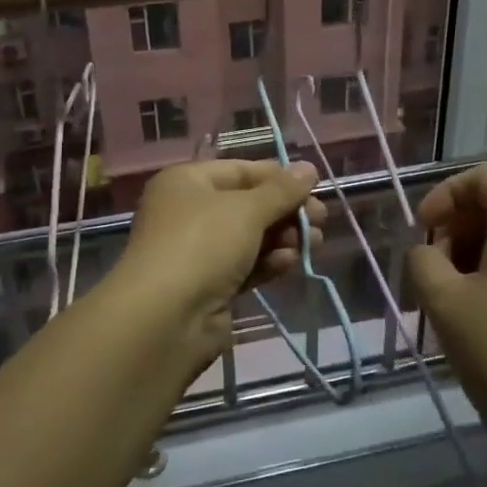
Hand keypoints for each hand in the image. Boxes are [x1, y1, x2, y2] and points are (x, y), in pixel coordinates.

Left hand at [116, 160, 325, 358]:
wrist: (166, 318)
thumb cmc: (203, 244)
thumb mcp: (247, 210)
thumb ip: (281, 190)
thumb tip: (308, 168)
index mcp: (187, 182)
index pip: (240, 170)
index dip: (277, 176)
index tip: (314, 186)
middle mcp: (189, 212)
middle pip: (248, 205)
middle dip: (286, 212)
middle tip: (320, 220)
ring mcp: (198, 251)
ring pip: (250, 237)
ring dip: (283, 238)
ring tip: (313, 243)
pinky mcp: (210, 285)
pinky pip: (245, 265)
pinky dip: (268, 262)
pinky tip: (289, 263)